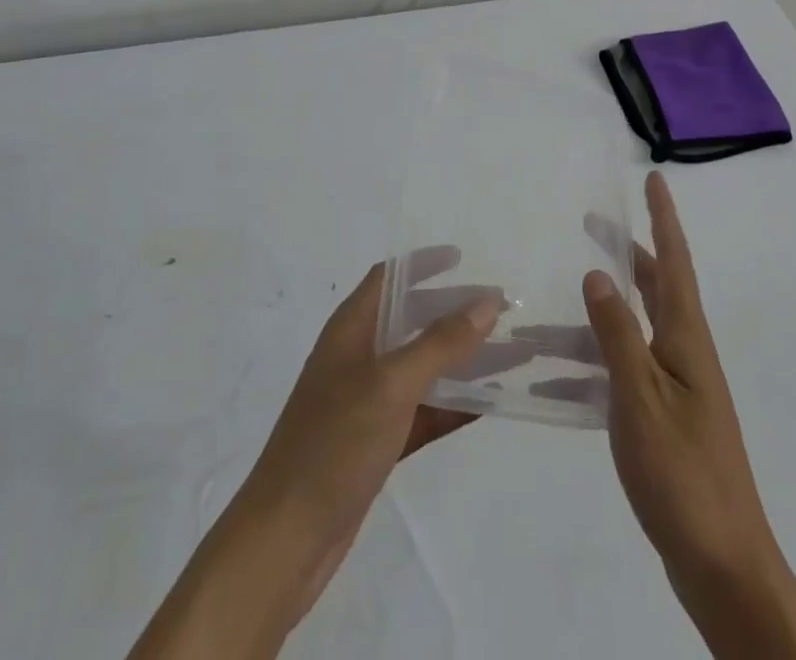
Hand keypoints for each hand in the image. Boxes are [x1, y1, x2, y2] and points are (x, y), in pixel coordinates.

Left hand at [234, 259, 502, 611]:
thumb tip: (487, 301)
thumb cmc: (334, 442)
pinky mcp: (375, 443)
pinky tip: (488, 405)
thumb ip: (441, 342)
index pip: (388, 278)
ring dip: (460, 360)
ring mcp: (365, 402)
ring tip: (509, 354)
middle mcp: (357, 357)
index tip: (464, 258)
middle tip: (499, 309)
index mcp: (350, 329)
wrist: (287, 538)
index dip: (422, 263)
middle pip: (410, 320)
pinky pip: (422, 411)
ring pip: (421, 368)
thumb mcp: (391, 384)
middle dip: (452, 312)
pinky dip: (451, 405)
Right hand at [582, 170, 795, 659]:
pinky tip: (559, 375)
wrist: (723, 565)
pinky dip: (596, 359)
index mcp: (686, 339)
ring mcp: (680, 387)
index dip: (664, 219)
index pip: (675, 262)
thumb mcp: (640, 398)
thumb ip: (617, 334)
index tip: (655, 179)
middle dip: (631, 252)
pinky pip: (628, 367)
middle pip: (659, 287)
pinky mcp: (669, 419)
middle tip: (595, 224)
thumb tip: (598, 273)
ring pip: (639, 327)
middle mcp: (687, 353)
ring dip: (607, 307)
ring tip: (566, 295)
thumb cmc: (682, 474)